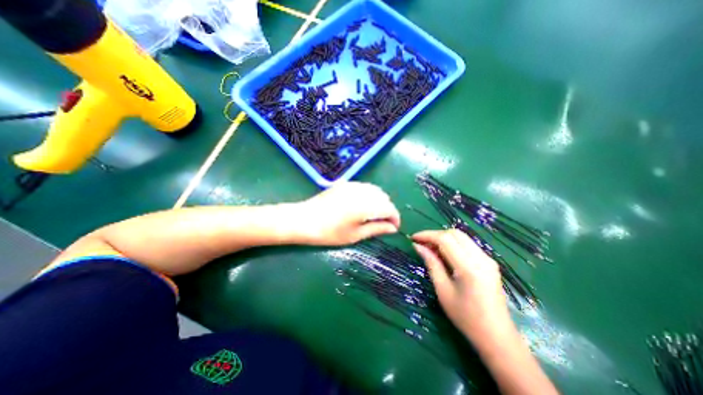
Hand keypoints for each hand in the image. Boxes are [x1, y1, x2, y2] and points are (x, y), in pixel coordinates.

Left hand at [293, 182, 401, 244]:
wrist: (304, 220)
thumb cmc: (330, 232)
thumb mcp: (355, 235)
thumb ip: (377, 229)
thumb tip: (393, 228)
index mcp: (366, 205)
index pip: (389, 208)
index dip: (395, 218)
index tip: (394, 228)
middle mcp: (362, 191)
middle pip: (384, 197)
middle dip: (387, 210)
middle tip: (383, 223)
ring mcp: (353, 185)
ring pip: (375, 190)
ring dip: (379, 201)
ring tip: (373, 215)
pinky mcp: (345, 184)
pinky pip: (364, 187)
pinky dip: (369, 195)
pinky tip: (362, 205)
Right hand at [413, 229, 511, 341]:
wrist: (497, 336)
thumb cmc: (465, 317)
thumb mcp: (443, 290)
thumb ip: (431, 264)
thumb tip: (418, 246)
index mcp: (469, 267)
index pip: (445, 239)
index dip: (427, 235)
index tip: (413, 238)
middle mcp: (481, 258)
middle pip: (454, 233)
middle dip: (435, 235)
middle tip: (422, 244)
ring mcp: (488, 259)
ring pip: (462, 237)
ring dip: (444, 238)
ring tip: (431, 248)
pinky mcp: (489, 262)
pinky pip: (468, 244)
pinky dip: (453, 244)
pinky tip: (445, 254)